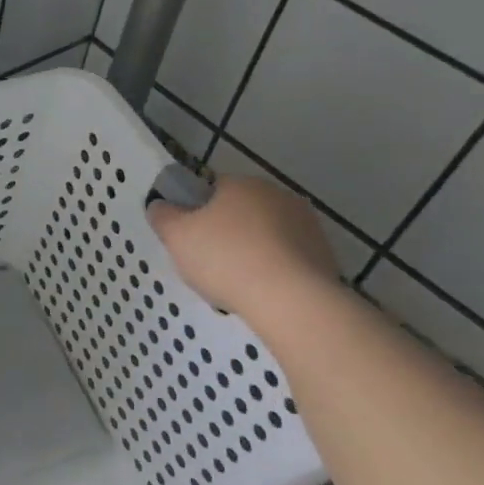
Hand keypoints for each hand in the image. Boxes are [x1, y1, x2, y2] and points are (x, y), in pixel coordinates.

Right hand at [147, 176, 339, 318]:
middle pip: (242, 211)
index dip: (197, 212)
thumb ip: (163, 217)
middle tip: (209, 264)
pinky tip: (262, 293)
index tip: (190, 238)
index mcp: (242, 184)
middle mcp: (278, 195)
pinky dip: (274, 271)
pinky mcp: (324, 254)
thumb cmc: (226, 259)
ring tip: (237, 284)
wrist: (290, 299)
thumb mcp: (177, 237)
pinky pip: (288, 258)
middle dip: (226, 232)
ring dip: (252, 252)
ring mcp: (306, 224)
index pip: (213, 188)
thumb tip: (159, 205)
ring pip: (266, 235)